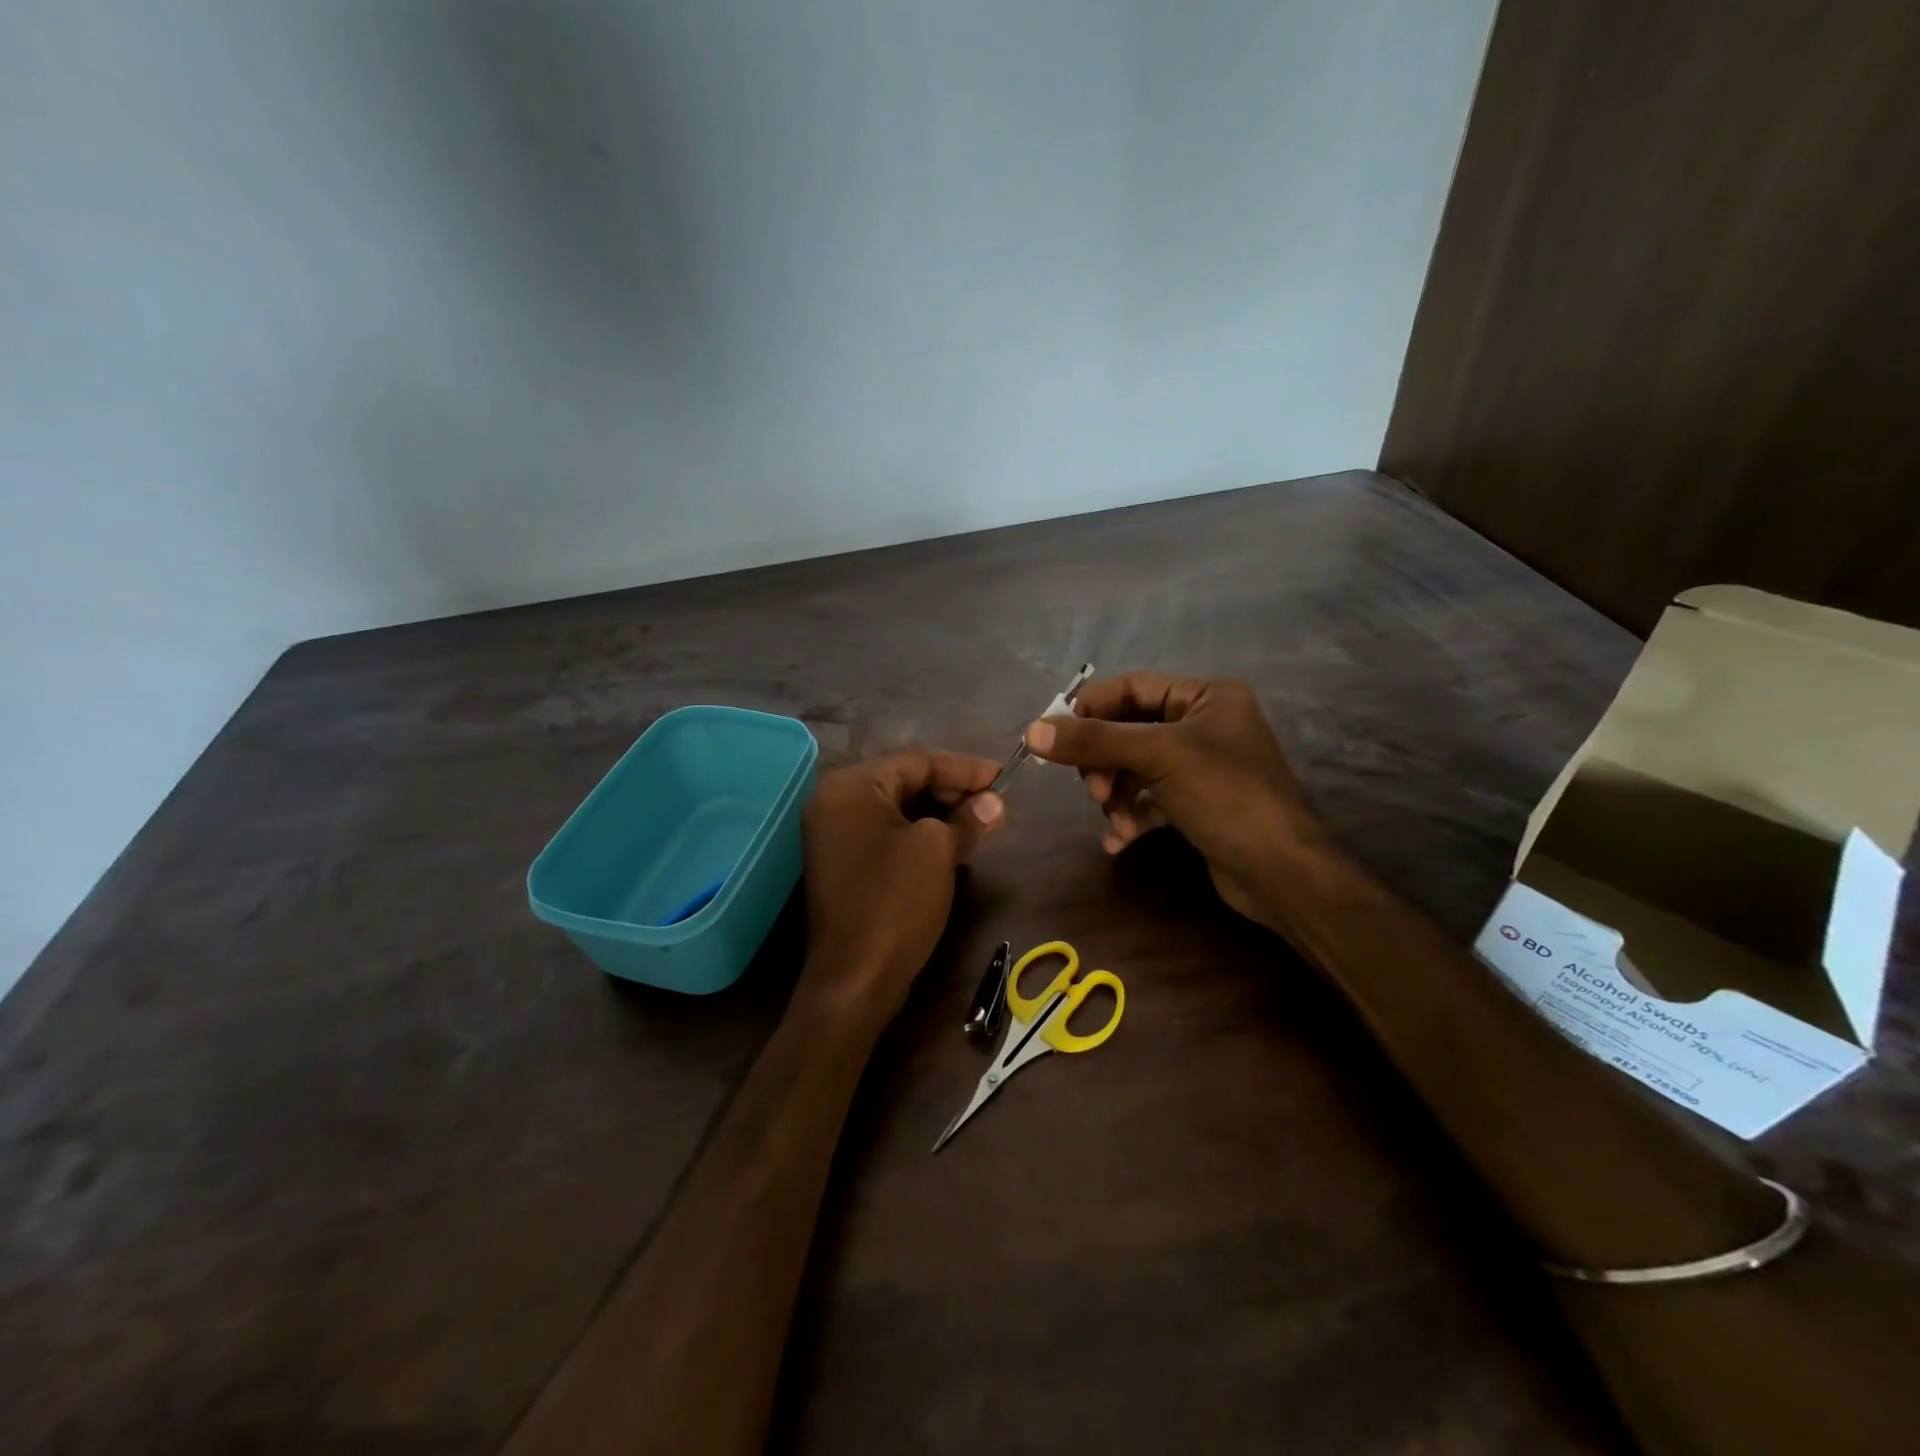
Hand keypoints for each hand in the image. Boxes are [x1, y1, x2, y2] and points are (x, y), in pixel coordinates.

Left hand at [799, 751, 1004, 1025]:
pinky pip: (886, 832)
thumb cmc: (894, 903)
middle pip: (905, 780)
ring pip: (898, 808)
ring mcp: (834, 834)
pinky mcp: (843, 862)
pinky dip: (920, 833)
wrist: (855, 980)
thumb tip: (992, 803)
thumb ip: (967, 818)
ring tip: (982, 822)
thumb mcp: (938, 852)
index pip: (917, 761)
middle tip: (996, 803)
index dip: (965, 768)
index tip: (1005, 777)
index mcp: (850, 787)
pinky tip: (953, 843)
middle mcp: (834, 801)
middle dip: (953, 790)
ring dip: (940, 812)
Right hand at [1024, 674, 1327, 926]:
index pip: (1132, 687)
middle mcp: (1204, 724)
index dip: (1091, 709)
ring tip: (1117, 821)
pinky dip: (1132, 816)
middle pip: (1129, 731)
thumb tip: (1033, 730)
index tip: (1056, 738)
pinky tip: (1121, 841)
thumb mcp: (1158, 757)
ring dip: (1117, 796)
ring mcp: (1201, 766)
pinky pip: (1150, 799)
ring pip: (1135, 769)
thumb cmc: (1226, 796)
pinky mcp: (1197, 804)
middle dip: (1106, 763)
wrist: (1281, 872)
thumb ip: (1094, 741)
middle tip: (1096, 790)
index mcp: (1206, 696)